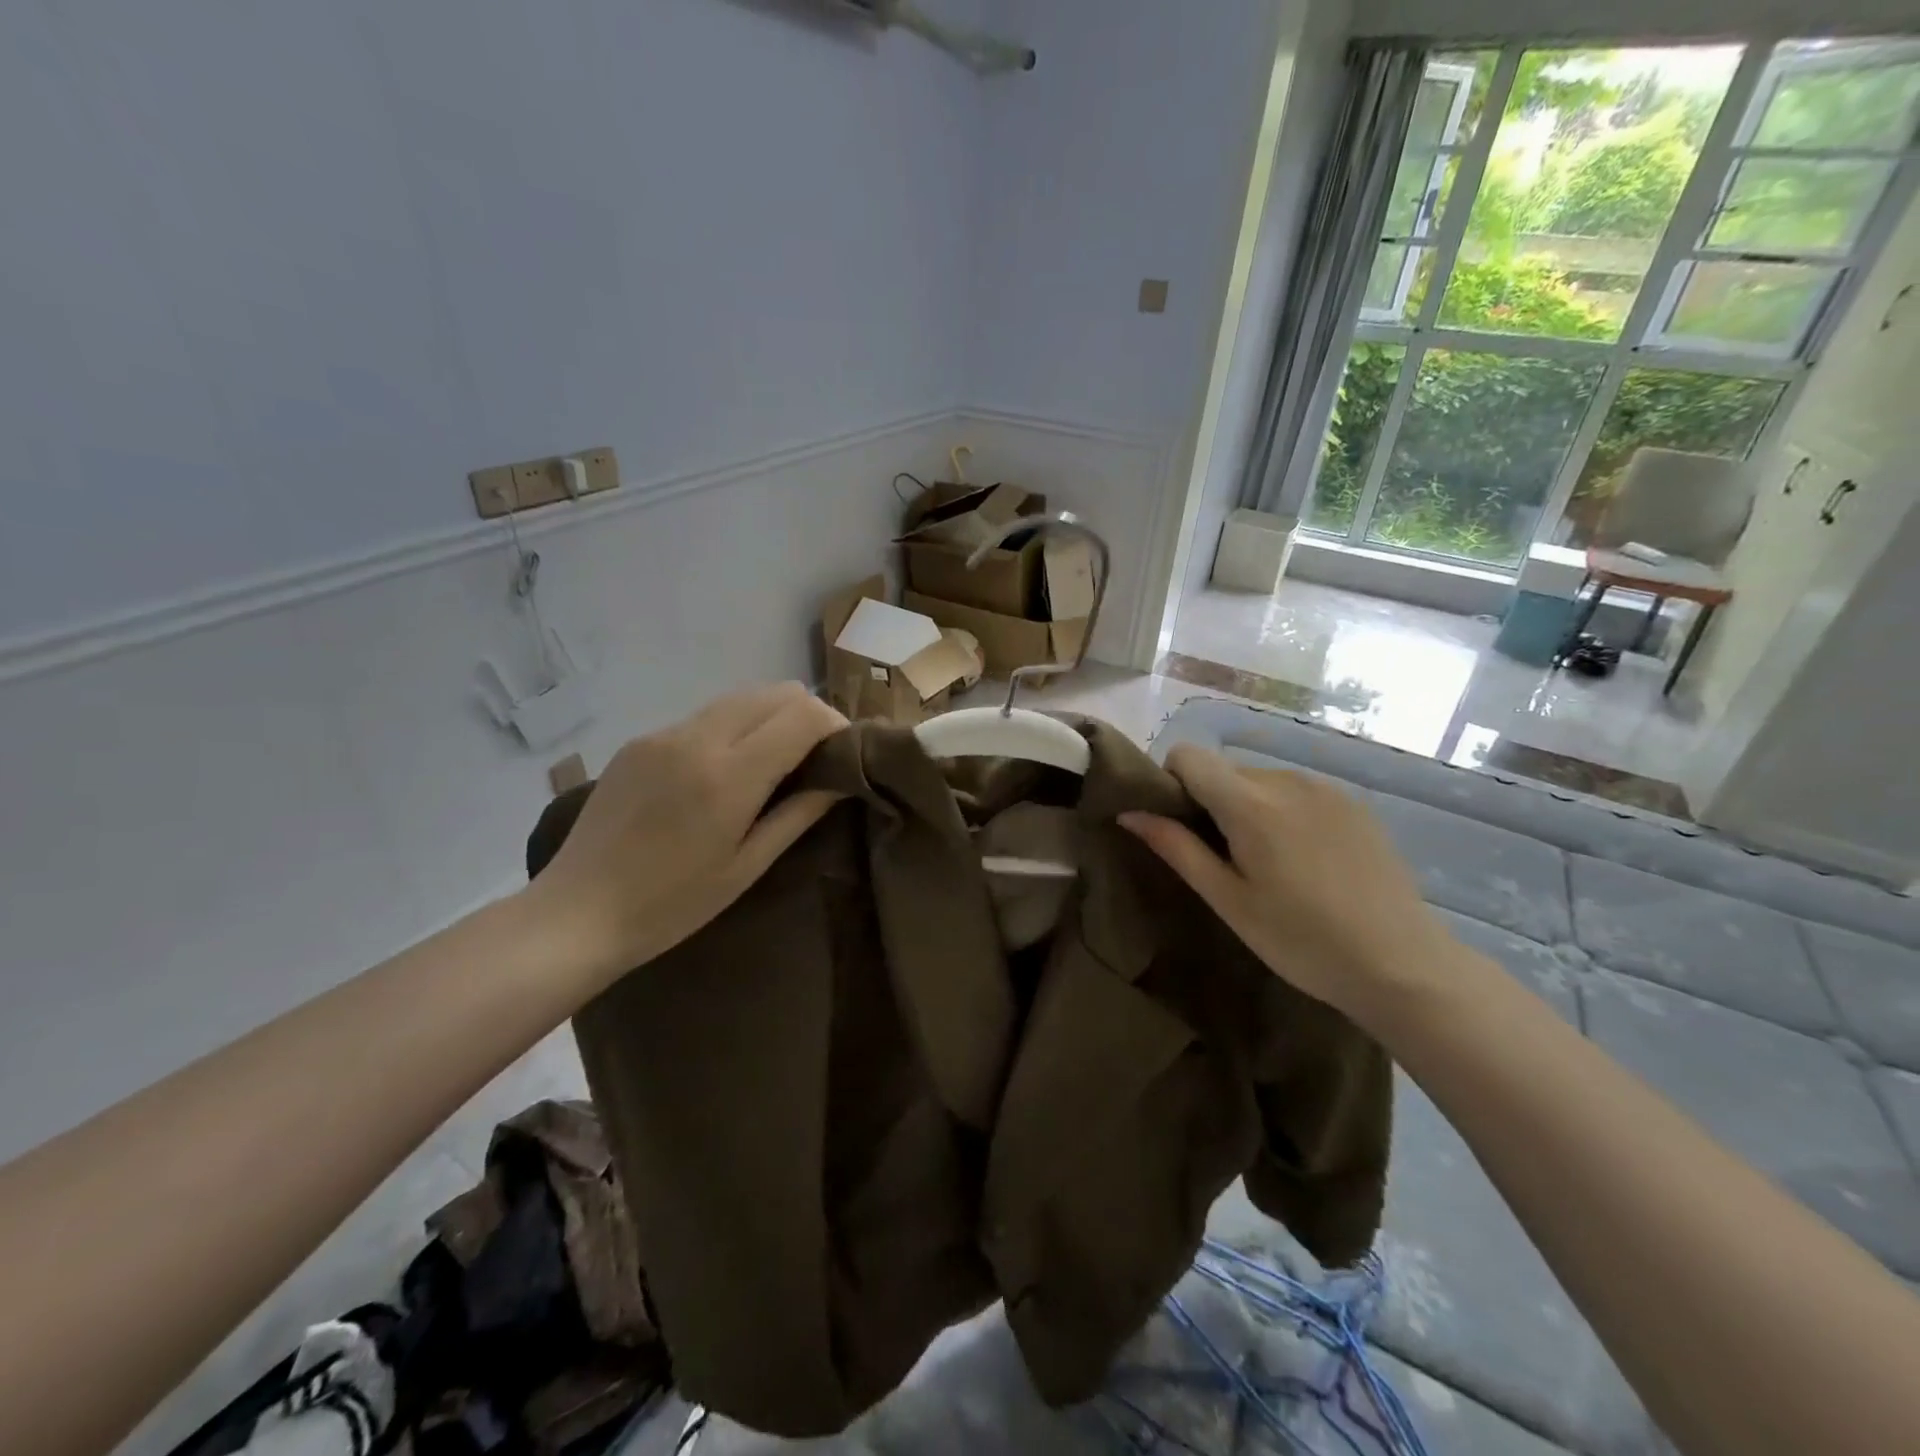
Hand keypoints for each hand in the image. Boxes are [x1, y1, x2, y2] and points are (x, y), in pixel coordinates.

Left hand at [525, 683, 845, 983]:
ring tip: (774, 762)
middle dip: (807, 715)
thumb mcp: (747, 866)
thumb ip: (799, 813)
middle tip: (816, 757)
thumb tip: (840, 779)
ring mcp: (663, 734)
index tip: (845, 753)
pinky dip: (732, 728)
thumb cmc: (672, 904)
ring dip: (770, 718)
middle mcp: (697, 738)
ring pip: (740, 698)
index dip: (835, 725)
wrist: (577, 912)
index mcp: (729, 774)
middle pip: (775, 693)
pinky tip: (723, 771)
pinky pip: (704, 716)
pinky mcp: (640, 740)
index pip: (803, 714)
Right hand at [1120, 745, 1452, 1023]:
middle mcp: (1286, 779)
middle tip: (1223, 860)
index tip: (1178, 826)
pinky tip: (1305, 862)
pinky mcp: (1352, 804)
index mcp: (1250, 802)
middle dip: (1210, 802)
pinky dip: (1283, 813)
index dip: (1171, 782)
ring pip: (1260, 781)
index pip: (1188, 755)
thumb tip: (1129, 813)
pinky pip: (1296, 793)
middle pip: (1224, 770)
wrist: (1402, 965)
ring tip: (1269, 865)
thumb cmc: (1301, 940)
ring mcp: (1325, 788)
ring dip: (1247, 808)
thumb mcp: (1228, 900)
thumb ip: (1176, 848)